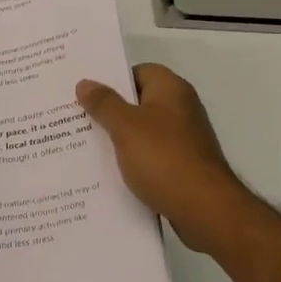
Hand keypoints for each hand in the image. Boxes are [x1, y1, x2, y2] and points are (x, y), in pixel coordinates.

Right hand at [77, 65, 249, 248]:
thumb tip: (85, 83)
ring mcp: (184, 139)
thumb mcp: (125, 126)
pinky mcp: (183, 166)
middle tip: (75, 119)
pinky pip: (150, 156)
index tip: (84, 93)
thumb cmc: (163, 158)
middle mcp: (181, 108)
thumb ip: (103, 103)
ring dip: (119, 139)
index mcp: (171, 89)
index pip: (137, 72)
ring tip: (84, 147)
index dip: (111, 80)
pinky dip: (133, 161)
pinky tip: (109, 173)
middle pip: (138, 102)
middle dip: (109, 111)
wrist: (205, 209)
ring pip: (143, 132)